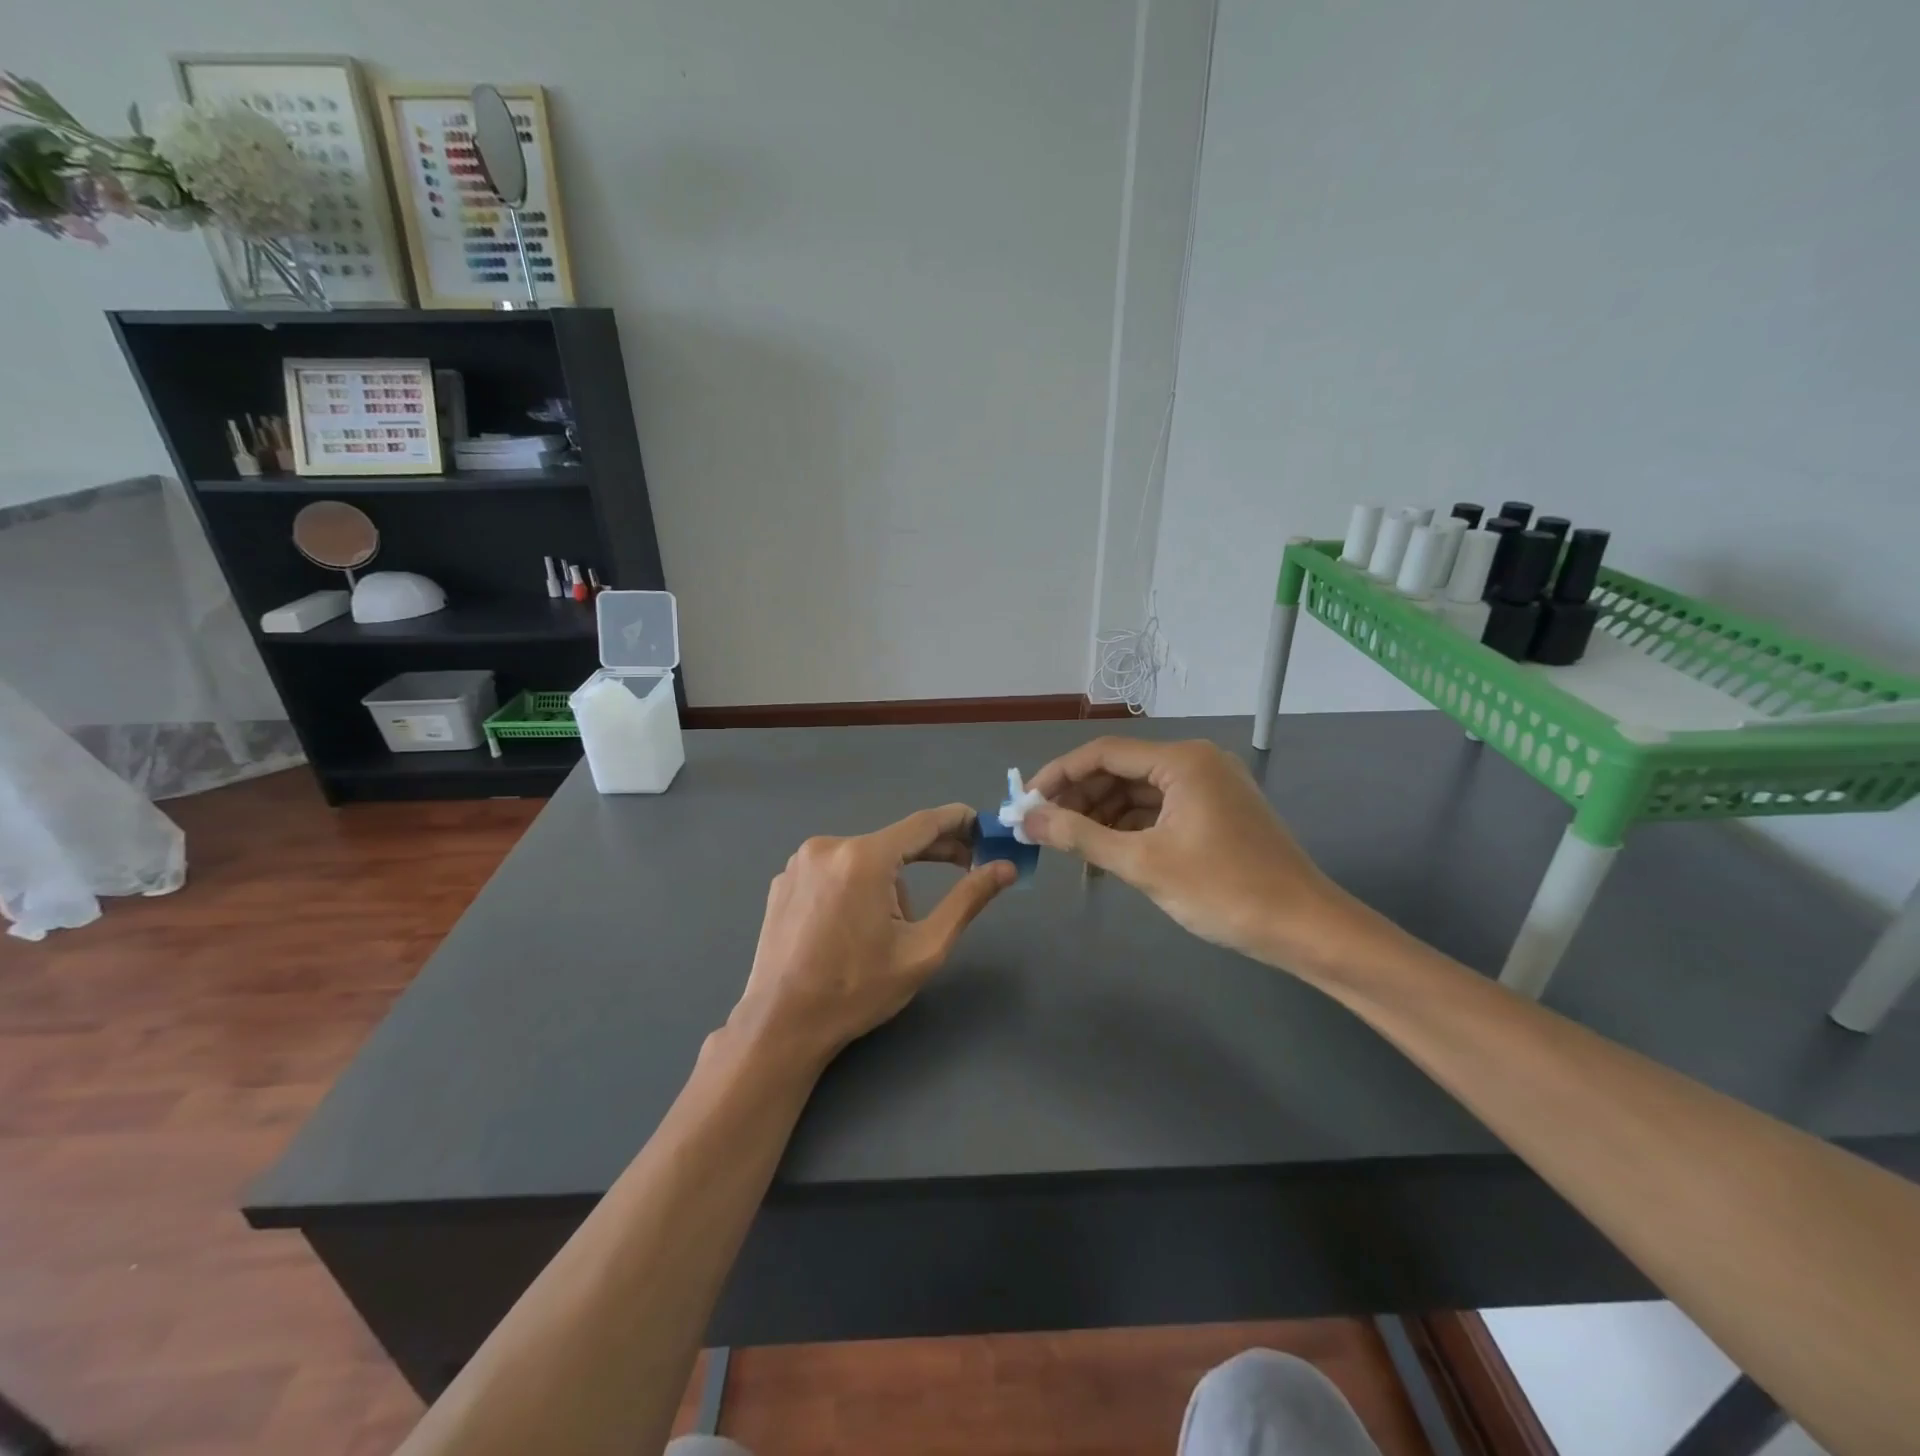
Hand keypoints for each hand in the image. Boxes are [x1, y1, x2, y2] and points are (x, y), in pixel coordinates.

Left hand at [730, 805, 1015, 1069]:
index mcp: (863, 858)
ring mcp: (799, 862)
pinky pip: (834, 871)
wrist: (780, 1026)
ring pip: (863, 859)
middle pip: (893, 842)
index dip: (959, 821)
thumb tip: (1005, 868)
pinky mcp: (783, 880)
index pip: (923, 824)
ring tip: (887, 928)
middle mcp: (828, 846)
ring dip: (887, 879)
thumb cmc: (857, 990)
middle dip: (930, 852)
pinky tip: (851, 924)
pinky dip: (853, 886)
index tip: (984, 826)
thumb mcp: (923, 949)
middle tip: (965, 865)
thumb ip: (967, 900)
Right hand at [1023, 737, 1369, 972]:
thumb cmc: (1224, 891)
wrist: (1305, 929)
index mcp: (1182, 761)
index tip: (1025, 802)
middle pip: (1120, 770)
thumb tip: (1029, 819)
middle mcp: (1195, 762)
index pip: (1102, 753)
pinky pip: (1159, 810)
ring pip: (1138, 793)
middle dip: (1079, 799)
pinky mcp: (1216, 812)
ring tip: (1071, 849)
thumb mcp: (1144, 864)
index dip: (1058, 775)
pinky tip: (1106, 856)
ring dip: (1102, 817)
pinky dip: (1130, 829)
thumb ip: (1081, 836)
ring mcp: (1209, 787)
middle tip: (1043, 830)